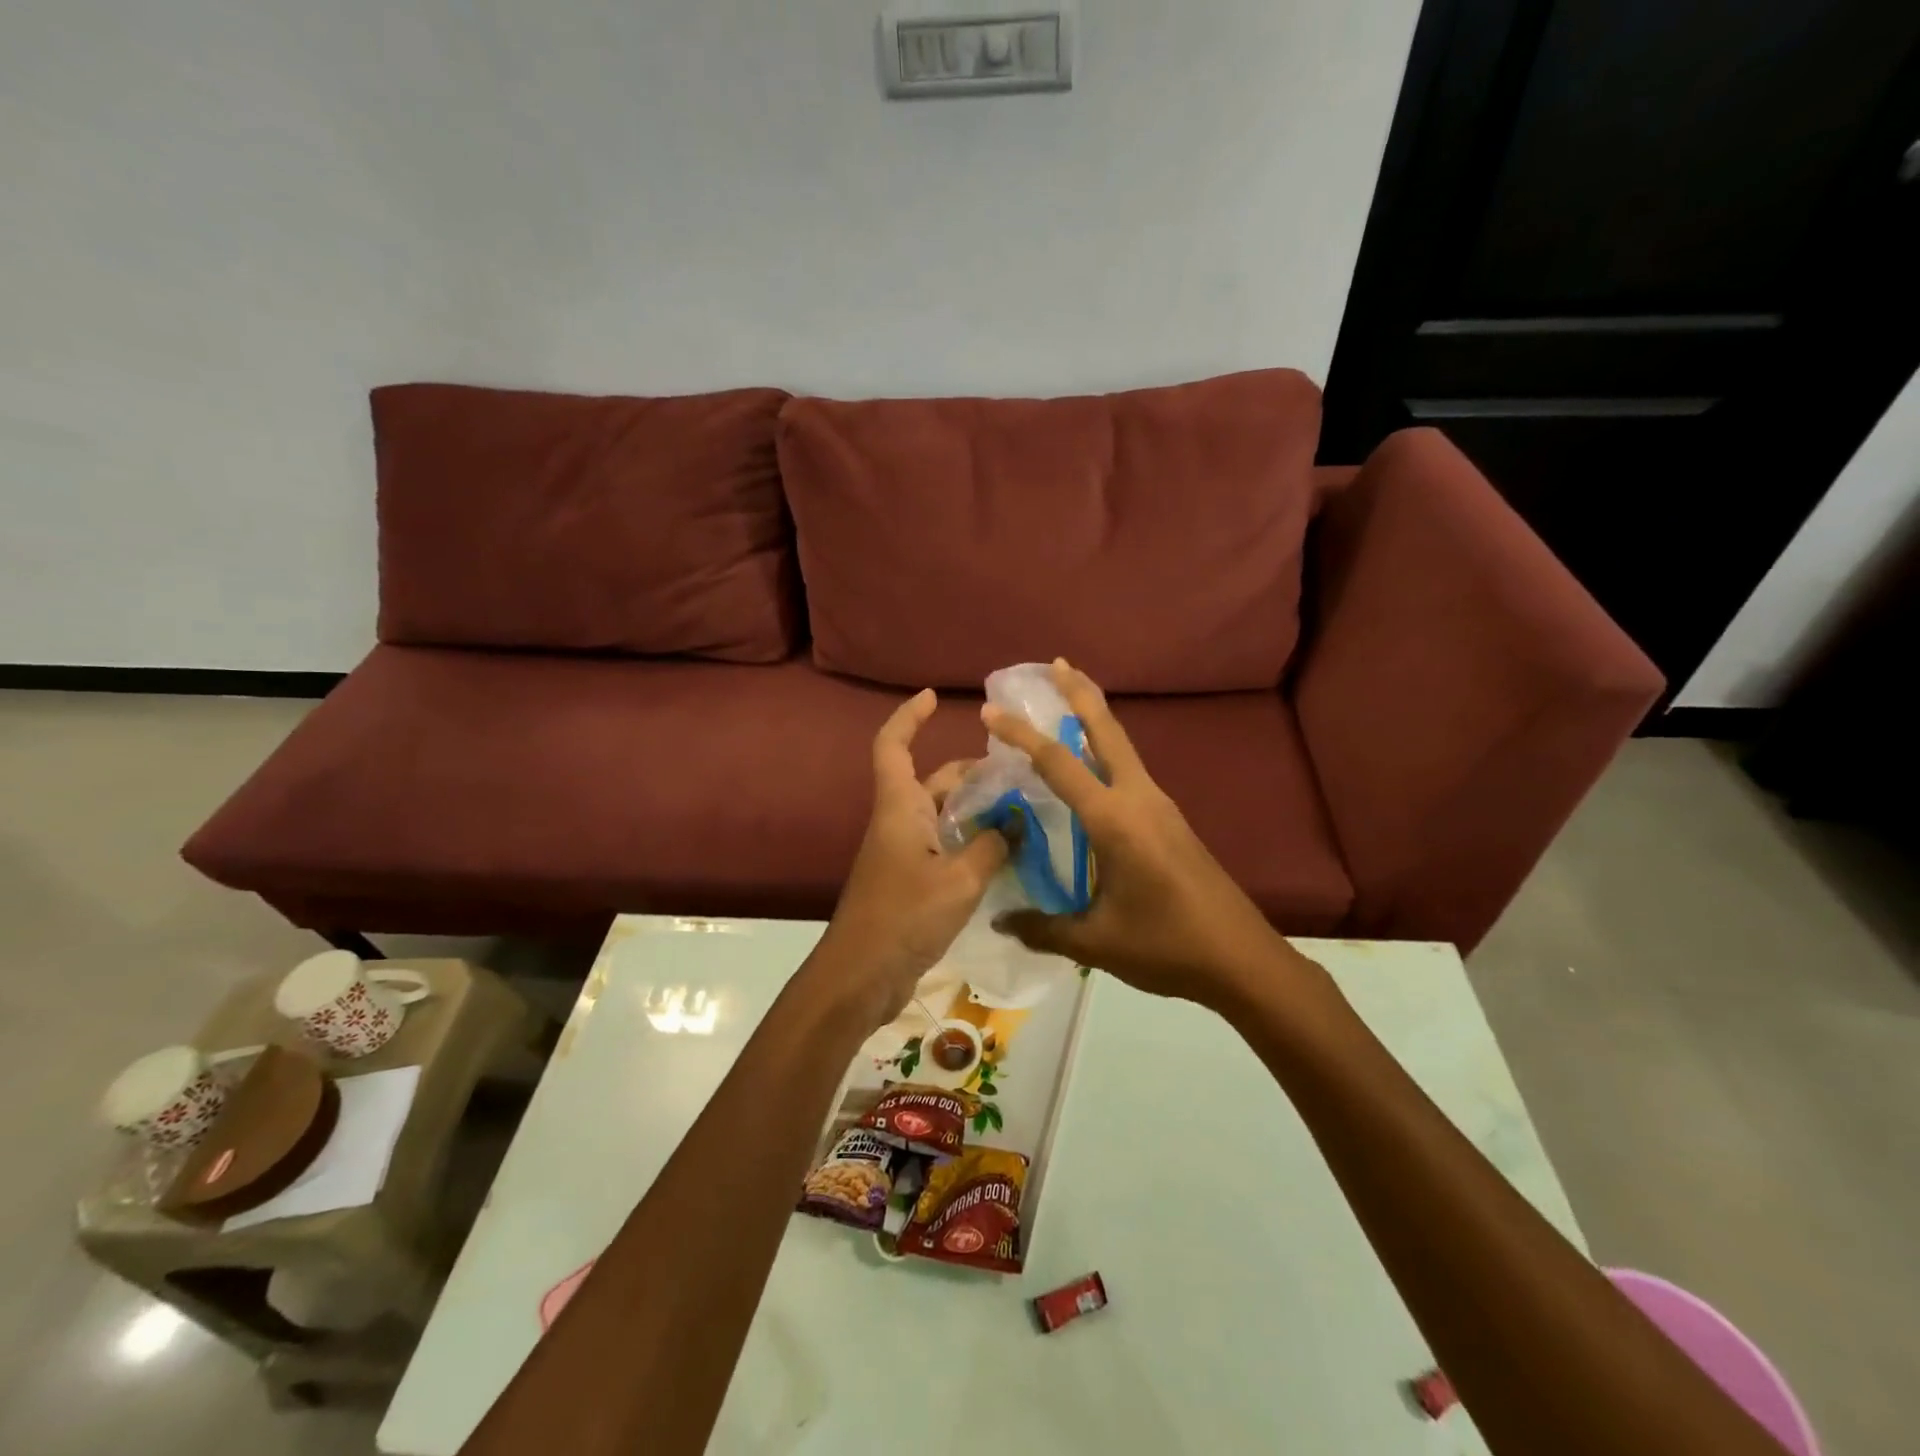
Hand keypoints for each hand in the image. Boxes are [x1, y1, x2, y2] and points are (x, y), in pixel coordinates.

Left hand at [816, 689, 1008, 1025]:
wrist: (861, 976)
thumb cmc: (904, 916)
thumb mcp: (960, 879)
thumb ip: (993, 846)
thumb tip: (1017, 823)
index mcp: (900, 808)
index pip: (893, 746)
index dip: (909, 717)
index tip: (934, 698)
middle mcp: (900, 822)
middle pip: (934, 782)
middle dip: (973, 774)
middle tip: (1021, 776)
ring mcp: (905, 854)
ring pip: (945, 818)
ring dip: (979, 812)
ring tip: (1026, 814)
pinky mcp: (912, 883)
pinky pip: (947, 849)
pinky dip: (973, 844)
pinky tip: (1008, 856)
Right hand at [983, 660, 1294, 1007]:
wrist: (1243, 960)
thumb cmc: (1167, 946)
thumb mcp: (1096, 941)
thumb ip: (1043, 927)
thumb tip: (999, 921)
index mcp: (1115, 820)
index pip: (1058, 763)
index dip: (1021, 734)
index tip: (989, 712)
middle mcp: (1139, 799)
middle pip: (1107, 731)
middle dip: (1079, 693)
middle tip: (1055, 663)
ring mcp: (1160, 807)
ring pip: (1122, 748)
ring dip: (1094, 719)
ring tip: (1066, 704)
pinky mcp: (1171, 821)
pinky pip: (1130, 772)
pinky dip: (1106, 753)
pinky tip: (1092, 771)